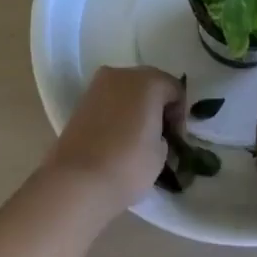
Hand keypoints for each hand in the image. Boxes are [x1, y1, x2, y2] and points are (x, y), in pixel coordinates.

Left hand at [44, 66, 184, 220]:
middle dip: (158, 105)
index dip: (180, 115)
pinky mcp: (80, 102)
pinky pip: (109, 101)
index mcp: (149, 81)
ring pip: (126, 91)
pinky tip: (118, 137)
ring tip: (137, 137)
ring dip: (136, 107)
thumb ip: (162, 134)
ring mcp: (97, 86)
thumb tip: (153, 134)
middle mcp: (122, 74)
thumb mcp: (161, 153)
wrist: (76, 182)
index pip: (175, 90)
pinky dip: (117, 112)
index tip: (176, 139)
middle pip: (149, 84)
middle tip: (160, 135)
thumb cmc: (128, 165)